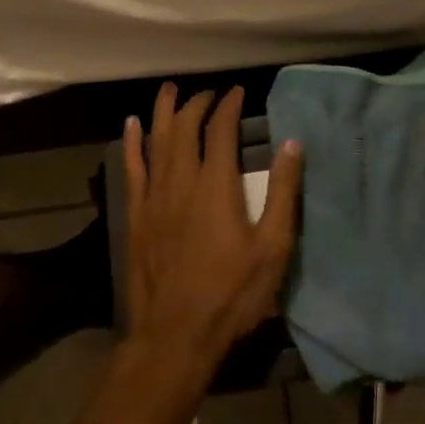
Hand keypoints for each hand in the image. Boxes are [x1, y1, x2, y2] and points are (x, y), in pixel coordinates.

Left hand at [122, 83, 302, 369]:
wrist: (176, 335)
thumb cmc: (232, 293)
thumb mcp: (273, 247)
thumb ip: (283, 192)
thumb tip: (293, 143)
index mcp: (216, 185)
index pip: (221, 130)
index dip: (229, 106)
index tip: (238, 92)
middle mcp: (182, 180)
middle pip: (184, 127)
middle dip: (197, 104)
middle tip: (209, 93)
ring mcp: (154, 197)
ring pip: (156, 140)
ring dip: (163, 111)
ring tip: (169, 89)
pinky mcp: (136, 215)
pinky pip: (132, 169)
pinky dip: (132, 143)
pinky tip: (131, 124)